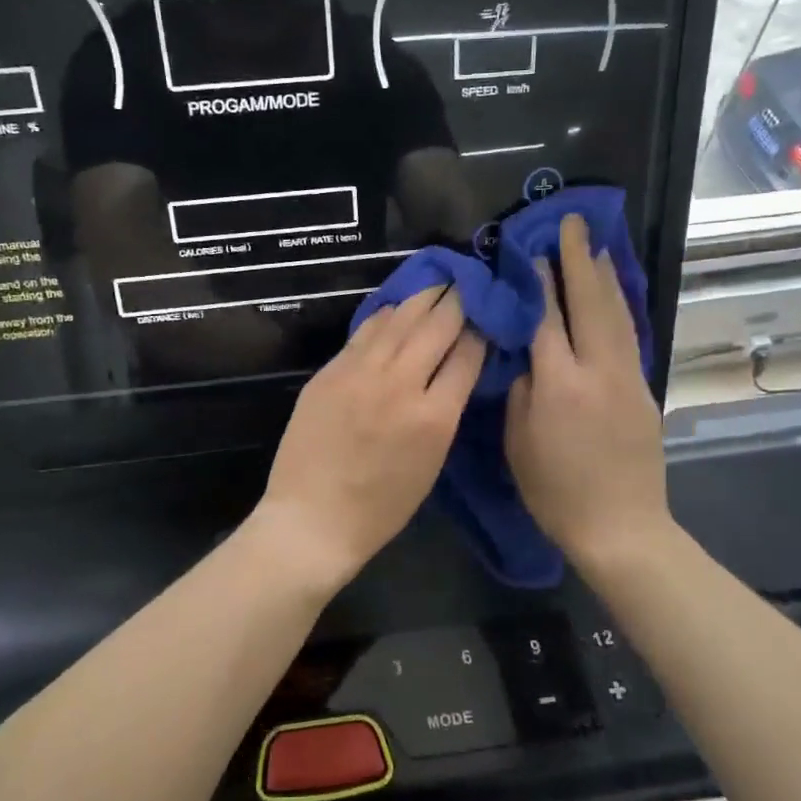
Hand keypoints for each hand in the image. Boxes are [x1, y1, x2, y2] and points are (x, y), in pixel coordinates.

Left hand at [257, 285, 485, 589]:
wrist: (313, 519)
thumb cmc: (381, 508)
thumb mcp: (431, 463)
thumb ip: (444, 411)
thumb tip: (454, 370)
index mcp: (435, 417)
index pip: (468, 353)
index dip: (481, 329)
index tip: (486, 315)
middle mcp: (401, 383)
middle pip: (438, 325)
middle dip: (458, 300)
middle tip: (468, 283)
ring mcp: (361, 373)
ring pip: (400, 318)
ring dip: (424, 297)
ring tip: (438, 282)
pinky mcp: (330, 371)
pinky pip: (365, 332)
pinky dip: (386, 316)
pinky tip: (396, 308)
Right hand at [506, 215, 669, 570]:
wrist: (621, 527)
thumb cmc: (555, 490)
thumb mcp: (519, 441)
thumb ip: (522, 389)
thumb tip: (529, 354)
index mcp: (560, 384)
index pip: (547, 318)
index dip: (539, 282)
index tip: (532, 250)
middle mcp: (599, 370)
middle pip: (590, 302)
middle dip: (580, 260)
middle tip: (573, 224)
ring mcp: (628, 378)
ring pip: (616, 314)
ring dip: (605, 277)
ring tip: (597, 246)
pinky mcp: (644, 391)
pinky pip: (628, 336)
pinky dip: (617, 306)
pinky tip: (612, 295)